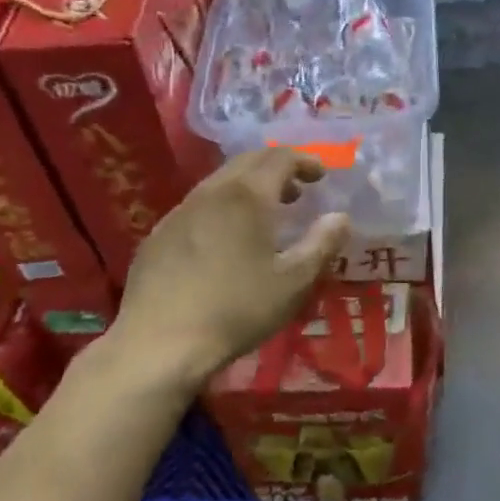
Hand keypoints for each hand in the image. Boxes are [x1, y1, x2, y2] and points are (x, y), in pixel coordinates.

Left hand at [98, 149, 349, 395]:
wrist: (159, 343)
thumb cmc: (236, 310)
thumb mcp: (293, 283)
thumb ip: (322, 244)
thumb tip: (340, 217)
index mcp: (248, 196)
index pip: (281, 157)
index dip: (305, 160)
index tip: (322, 175)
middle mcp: (212, 191)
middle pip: (249, 161)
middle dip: (277, 167)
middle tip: (298, 190)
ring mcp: (180, 211)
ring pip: (221, 181)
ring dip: (249, 186)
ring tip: (266, 214)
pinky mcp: (159, 233)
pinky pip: (198, 204)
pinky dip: (223, 205)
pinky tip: (225, 239)